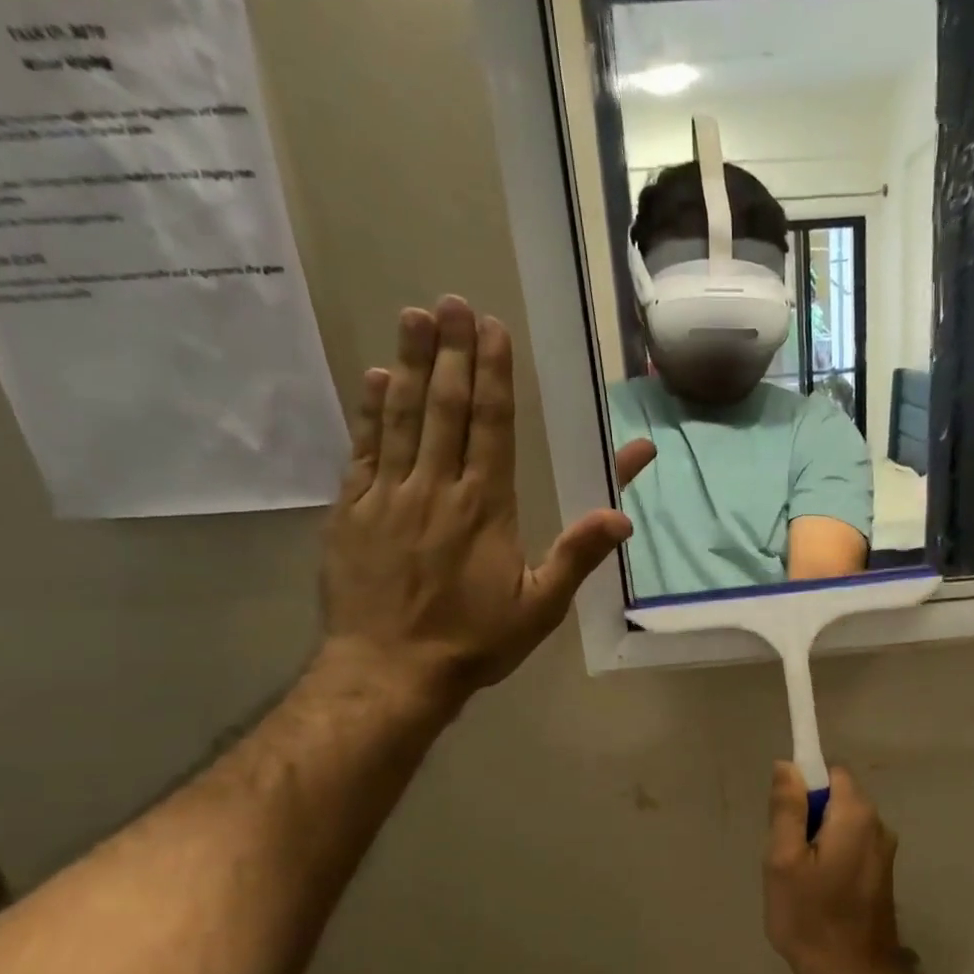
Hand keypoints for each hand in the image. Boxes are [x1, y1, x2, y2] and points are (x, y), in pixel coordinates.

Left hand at [319, 298, 655, 706]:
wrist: (390, 672)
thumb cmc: (473, 641)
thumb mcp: (539, 608)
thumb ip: (577, 557)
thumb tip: (622, 517)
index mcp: (485, 508)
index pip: (490, 427)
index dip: (492, 375)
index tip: (490, 330)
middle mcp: (436, 488)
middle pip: (444, 408)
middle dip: (450, 352)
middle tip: (451, 302)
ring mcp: (388, 497)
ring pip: (400, 418)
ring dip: (408, 364)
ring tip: (413, 317)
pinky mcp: (352, 512)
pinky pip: (363, 450)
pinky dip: (370, 412)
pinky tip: (374, 379)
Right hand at [765, 763, 906, 973]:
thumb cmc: (811, 917)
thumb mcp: (783, 860)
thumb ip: (787, 808)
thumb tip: (788, 765)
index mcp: (856, 815)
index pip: (831, 772)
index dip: (803, 785)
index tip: (783, 816)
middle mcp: (878, 826)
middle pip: (836, 797)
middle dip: (807, 815)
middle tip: (785, 854)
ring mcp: (883, 852)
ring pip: (841, 824)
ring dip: (817, 839)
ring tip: (798, 878)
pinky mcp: (881, 874)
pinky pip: (850, 846)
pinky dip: (830, 856)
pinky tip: (816, 891)